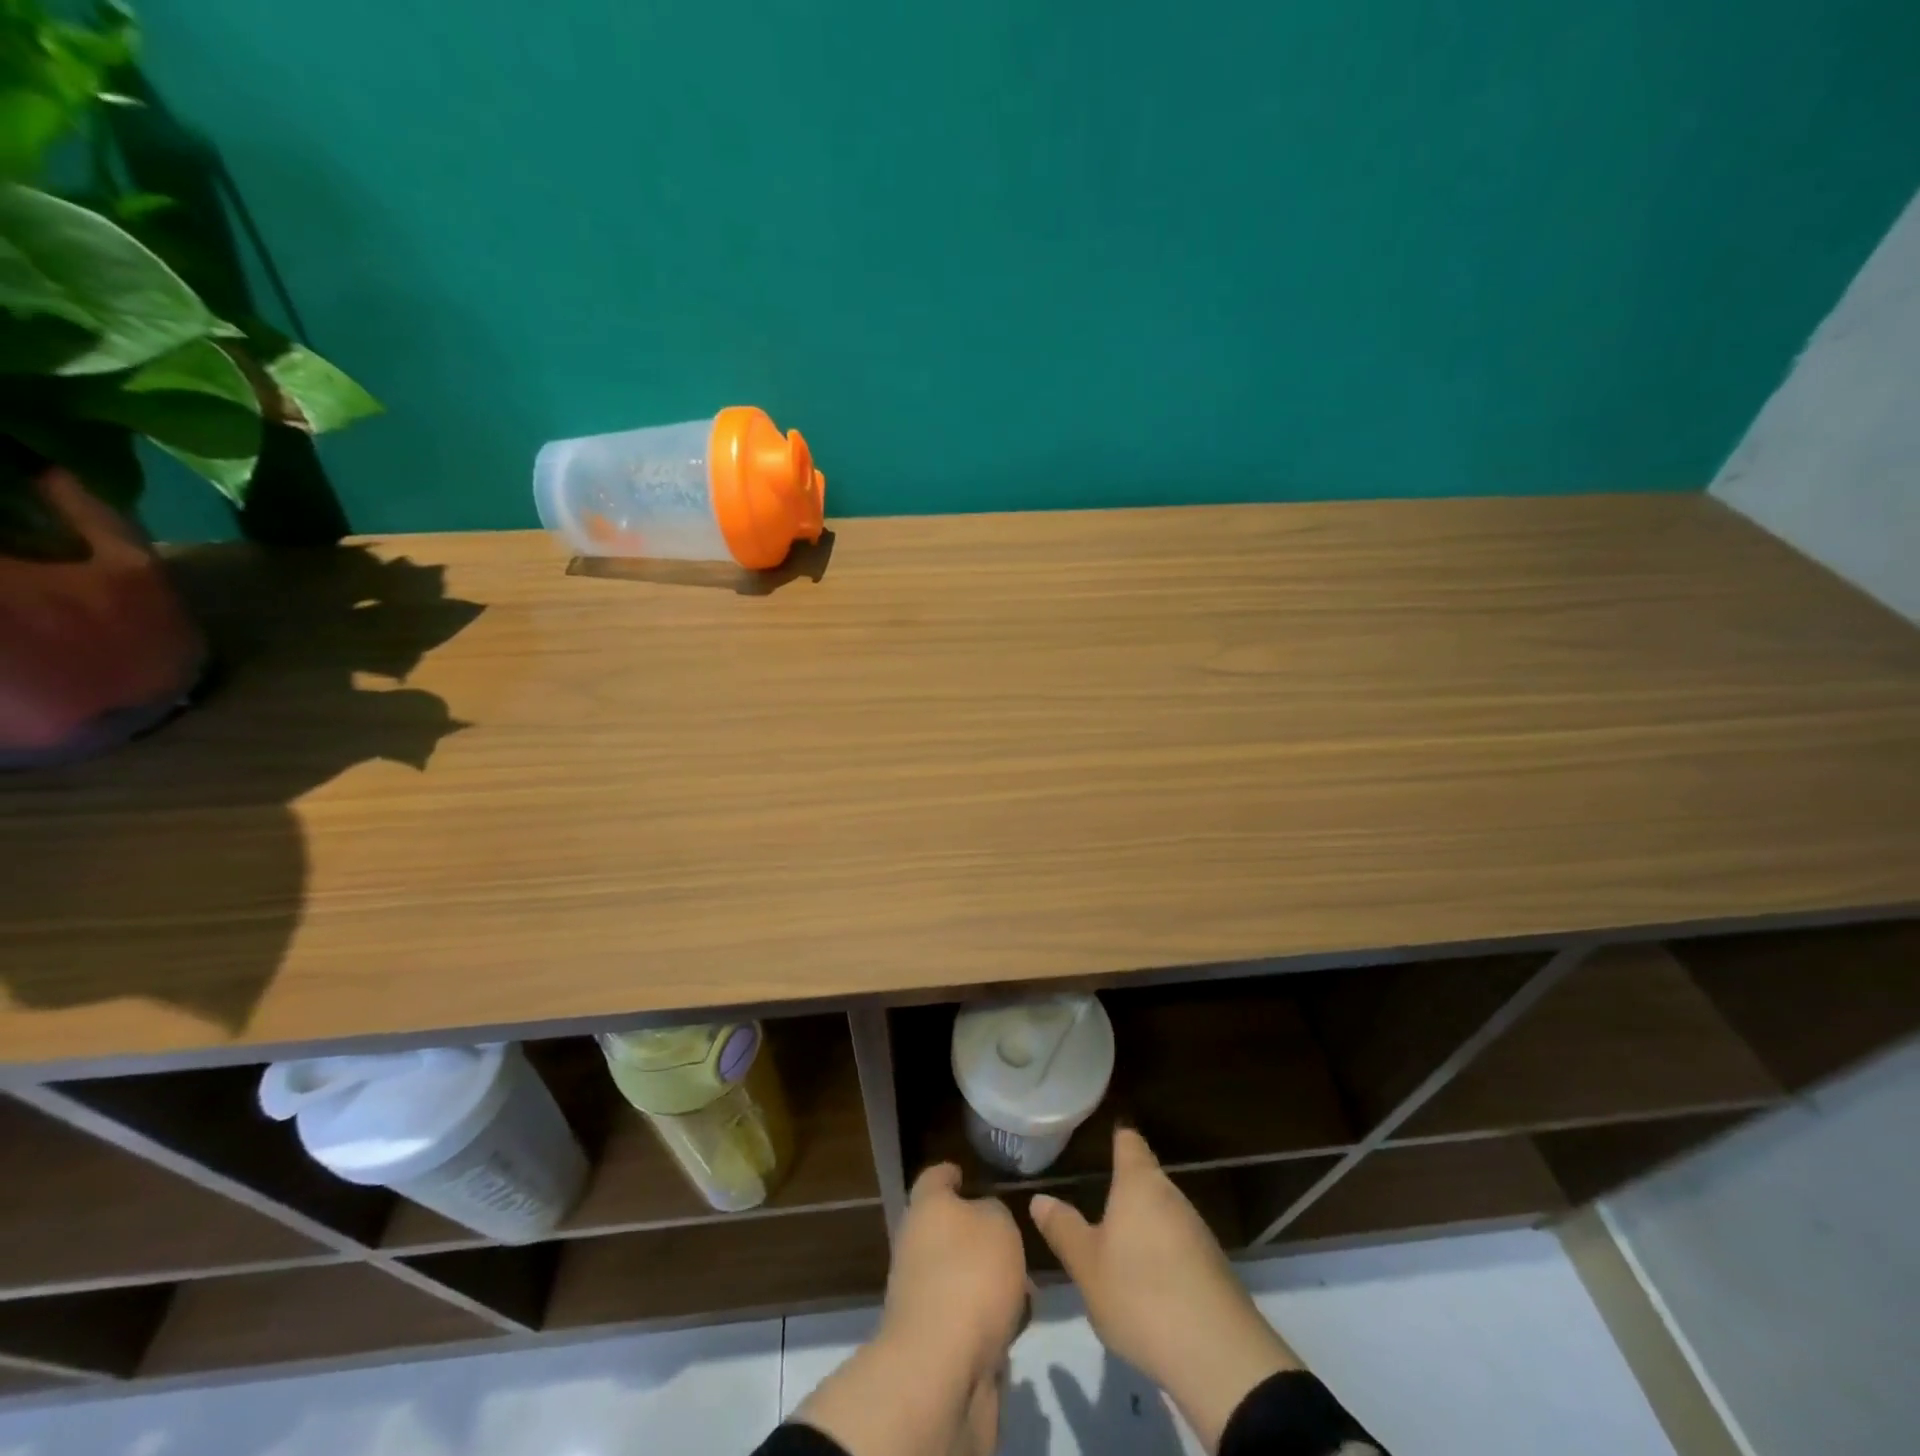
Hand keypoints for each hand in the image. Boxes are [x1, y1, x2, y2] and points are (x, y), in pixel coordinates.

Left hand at [881, 1162, 1029, 1382]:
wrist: (940, 1371)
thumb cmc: (970, 1275)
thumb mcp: (998, 1223)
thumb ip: (995, 1213)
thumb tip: (985, 1221)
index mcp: (926, 1209)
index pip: (934, 1178)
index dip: (950, 1173)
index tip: (964, 1173)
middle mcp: (917, 1248)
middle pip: (949, 1232)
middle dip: (982, 1238)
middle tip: (1015, 1241)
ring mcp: (923, 1298)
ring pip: (964, 1278)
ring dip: (992, 1284)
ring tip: (1028, 1291)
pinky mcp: (936, 1344)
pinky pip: (970, 1320)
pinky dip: (992, 1322)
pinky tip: (1018, 1327)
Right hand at [1031, 1128, 1301, 1453]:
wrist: (1218, 1356)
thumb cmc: (1140, 1293)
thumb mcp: (1087, 1265)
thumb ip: (1063, 1228)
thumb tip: (1039, 1198)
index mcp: (1139, 1183)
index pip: (1128, 1141)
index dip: (1116, 1136)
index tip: (1102, 1135)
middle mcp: (1172, 1196)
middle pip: (1147, 1179)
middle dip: (1125, 1190)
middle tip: (1095, 1202)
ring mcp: (1198, 1232)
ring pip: (1163, 1215)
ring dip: (1143, 1226)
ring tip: (1116, 1247)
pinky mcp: (1214, 1269)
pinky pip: (1179, 1248)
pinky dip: (1162, 1256)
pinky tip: (1147, 1284)